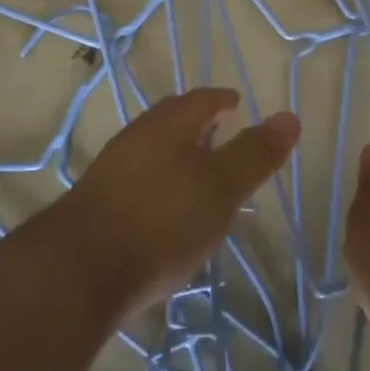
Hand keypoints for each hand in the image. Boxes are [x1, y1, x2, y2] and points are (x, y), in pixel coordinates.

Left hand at [57, 88, 300, 317]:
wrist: (79, 270)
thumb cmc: (161, 219)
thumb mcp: (221, 187)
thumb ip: (254, 154)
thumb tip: (290, 117)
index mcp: (169, 123)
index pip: (202, 99)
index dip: (222, 100)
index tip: (236, 104)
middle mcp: (138, 136)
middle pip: (175, 121)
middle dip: (200, 126)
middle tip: (223, 136)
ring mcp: (114, 169)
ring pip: (156, 151)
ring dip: (180, 157)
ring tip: (202, 177)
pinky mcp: (101, 204)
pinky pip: (142, 181)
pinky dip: (163, 185)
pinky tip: (170, 213)